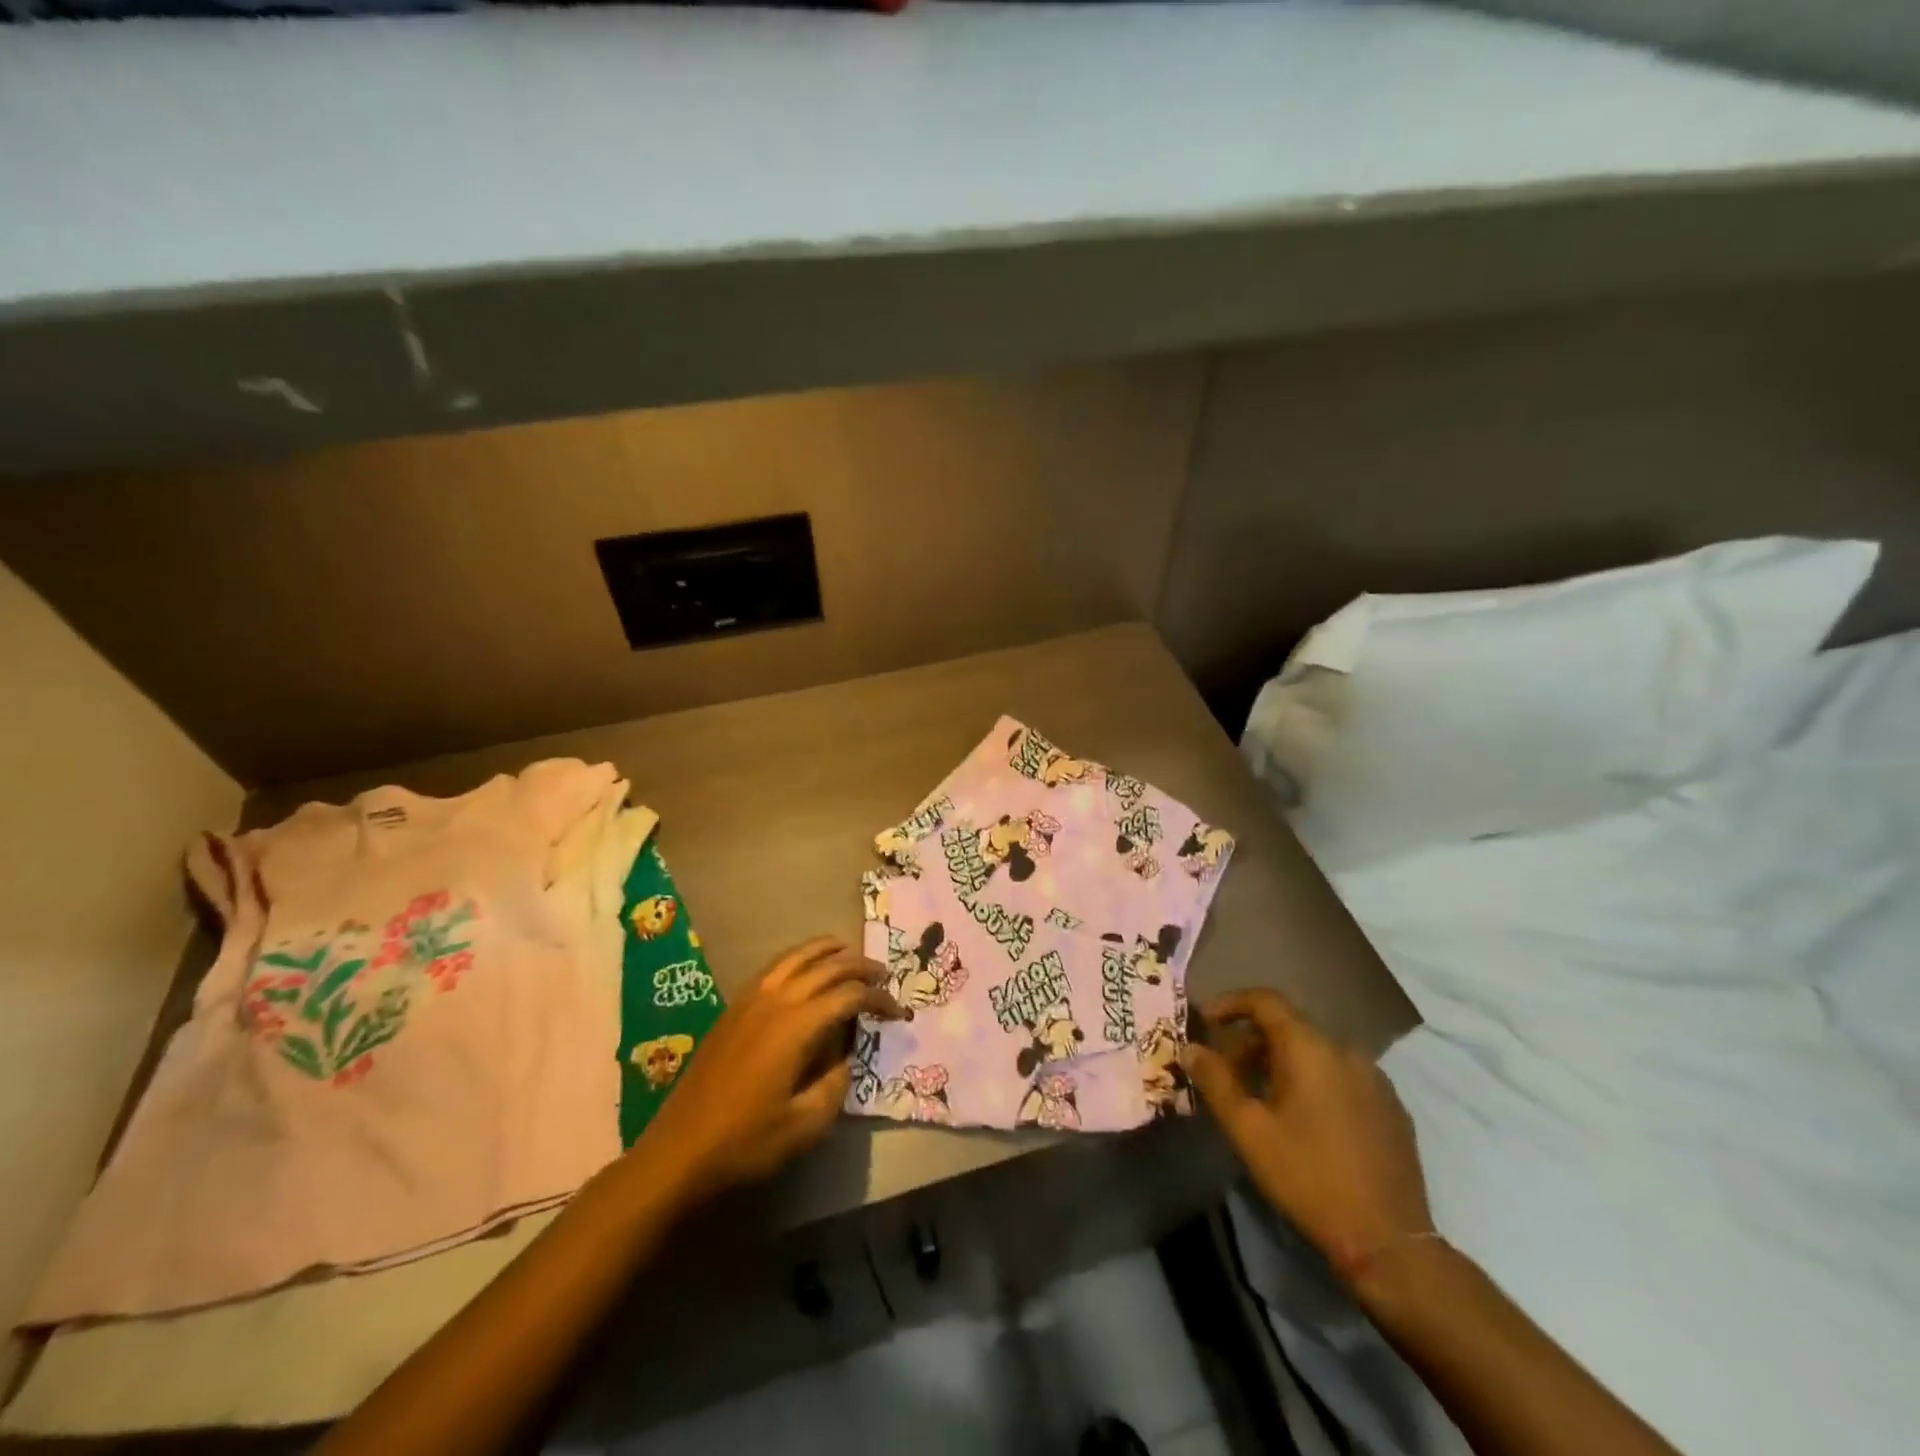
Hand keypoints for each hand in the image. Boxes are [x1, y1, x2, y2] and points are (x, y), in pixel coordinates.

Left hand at [636, 937, 900, 1204]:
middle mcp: (776, 1000)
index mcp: (797, 1025)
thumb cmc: (747, 1141)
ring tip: (849, 954)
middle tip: (883, 975)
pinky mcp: (734, 1007)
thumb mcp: (806, 1123)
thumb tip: (846, 1054)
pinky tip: (806, 970)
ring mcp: (750, 999)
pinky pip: (774, 966)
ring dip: (828, 951)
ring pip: (797, 956)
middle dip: (860, 967)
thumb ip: (836, 1082)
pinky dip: (799, 958)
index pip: (849, 996)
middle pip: (827, 966)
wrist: (679, 1150)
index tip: (898, 1013)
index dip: (879, 1000)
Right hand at [1182, 989, 1432, 1280]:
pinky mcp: (1392, 1107)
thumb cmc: (1307, 1177)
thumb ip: (1215, 1080)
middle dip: (1252, 1042)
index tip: (1205, 1020)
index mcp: (1310, 1047)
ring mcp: (1375, 1078)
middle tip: (1226, 1072)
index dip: (1230, 1003)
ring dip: (1282, 1062)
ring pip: (1316, 1052)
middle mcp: (1345, 1050)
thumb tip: (1190, 1047)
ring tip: (1262, 1098)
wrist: (1388, 1241)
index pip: (1265, 1001)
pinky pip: (1342, 1076)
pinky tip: (1305, 1119)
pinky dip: (1314, 1081)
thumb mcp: (1248, 1130)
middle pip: (1289, 1027)